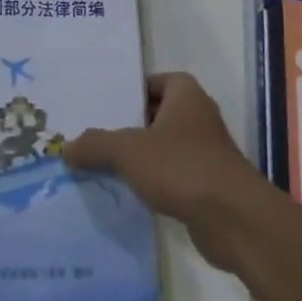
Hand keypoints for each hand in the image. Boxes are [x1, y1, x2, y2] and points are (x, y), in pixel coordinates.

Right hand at [62, 73, 265, 269]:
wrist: (234, 219)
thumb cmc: (182, 167)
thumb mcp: (128, 151)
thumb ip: (96, 145)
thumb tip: (67, 148)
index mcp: (186, 95)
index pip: (155, 81)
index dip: (131, 90)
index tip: (103, 103)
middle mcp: (199, 117)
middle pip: (156, 114)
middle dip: (129, 124)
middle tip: (94, 134)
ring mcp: (206, 152)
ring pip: (164, 146)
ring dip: (140, 156)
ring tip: (102, 164)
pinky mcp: (207, 185)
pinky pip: (172, 175)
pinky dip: (153, 181)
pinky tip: (127, 193)